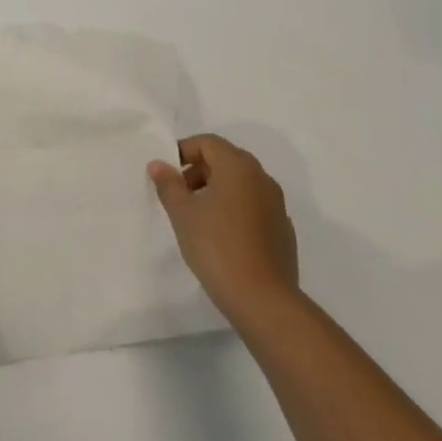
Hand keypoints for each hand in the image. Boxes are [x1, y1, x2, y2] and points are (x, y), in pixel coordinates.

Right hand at [148, 134, 298, 322]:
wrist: (262, 298)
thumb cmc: (216, 246)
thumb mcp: (183, 214)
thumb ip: (169, 184)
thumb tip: (159, 164)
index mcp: (238, 166)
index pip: (208, 142)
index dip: (183, 150)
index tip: (166, 173)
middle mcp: (262, 178)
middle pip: (226, 159)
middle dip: (199, 170)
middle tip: (178, 194)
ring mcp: (276, 204)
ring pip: (241, 184)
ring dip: (216, 190)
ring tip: (196, 217)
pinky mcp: (282, 229)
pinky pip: (253, 206)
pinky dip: (234, 209)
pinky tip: (221, 236)